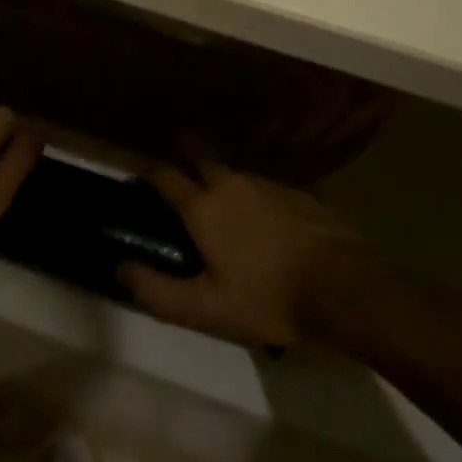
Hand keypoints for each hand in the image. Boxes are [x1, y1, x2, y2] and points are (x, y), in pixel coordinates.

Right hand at [117, 157, 355, 347]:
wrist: (342, 287)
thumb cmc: (266, 297)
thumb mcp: (205, 308)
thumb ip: (157, 290)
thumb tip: (119, 267)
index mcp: (203, 206)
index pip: (164, 175)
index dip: (147, 174)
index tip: (138, 179)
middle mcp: (230, 183)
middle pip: (199, 154)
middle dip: (182, 153)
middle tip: (177, 171)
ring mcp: (267, 183)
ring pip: (232, 171)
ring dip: (219, 178)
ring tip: (220, 203)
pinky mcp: (296, 192)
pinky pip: (262, 185)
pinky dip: (252, 195)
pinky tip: (261, 220)